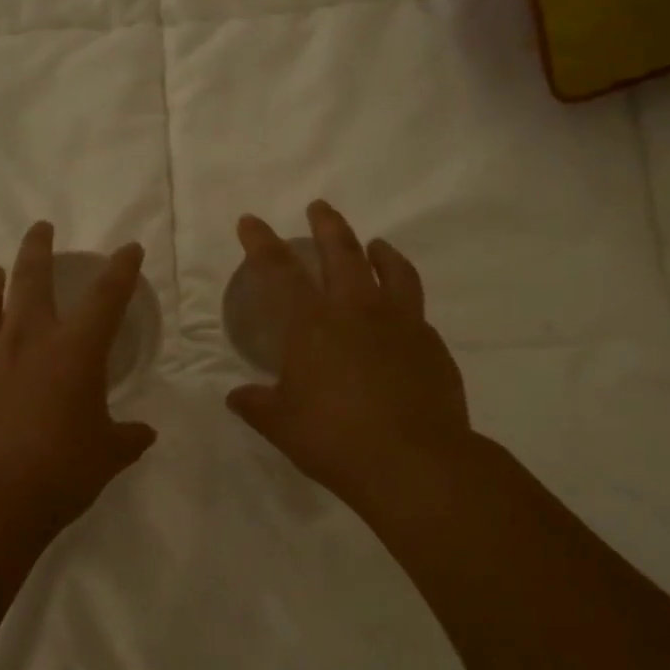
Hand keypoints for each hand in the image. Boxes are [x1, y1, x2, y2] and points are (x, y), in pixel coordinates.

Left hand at [0, 222, 157, 538]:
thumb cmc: (57, 474)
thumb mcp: (106, 457)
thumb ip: (127, 438)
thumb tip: (144, 434)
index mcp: (75, 351)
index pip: (106, 296)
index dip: (121, 269)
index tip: (128, 249)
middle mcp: (28, 340)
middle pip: (32, 276)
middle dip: (39, 247)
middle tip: (41, 228)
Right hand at [226, 202, 473, 513]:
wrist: (414, 461)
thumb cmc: (334, 439)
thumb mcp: (282, 425)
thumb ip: (257, 405)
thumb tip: (237, 397)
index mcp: (311, 325)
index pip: (279, 271)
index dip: (261, 243)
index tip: (250, 221)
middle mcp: (356, 310)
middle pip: (341, 251)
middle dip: (326, 225)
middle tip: (319, 208)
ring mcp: (400, 323)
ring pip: (391, 269)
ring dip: (378, 251)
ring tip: (375, 244)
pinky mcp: (431, 343)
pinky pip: (415, 306)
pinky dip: (403, 296)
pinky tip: (400, 312)